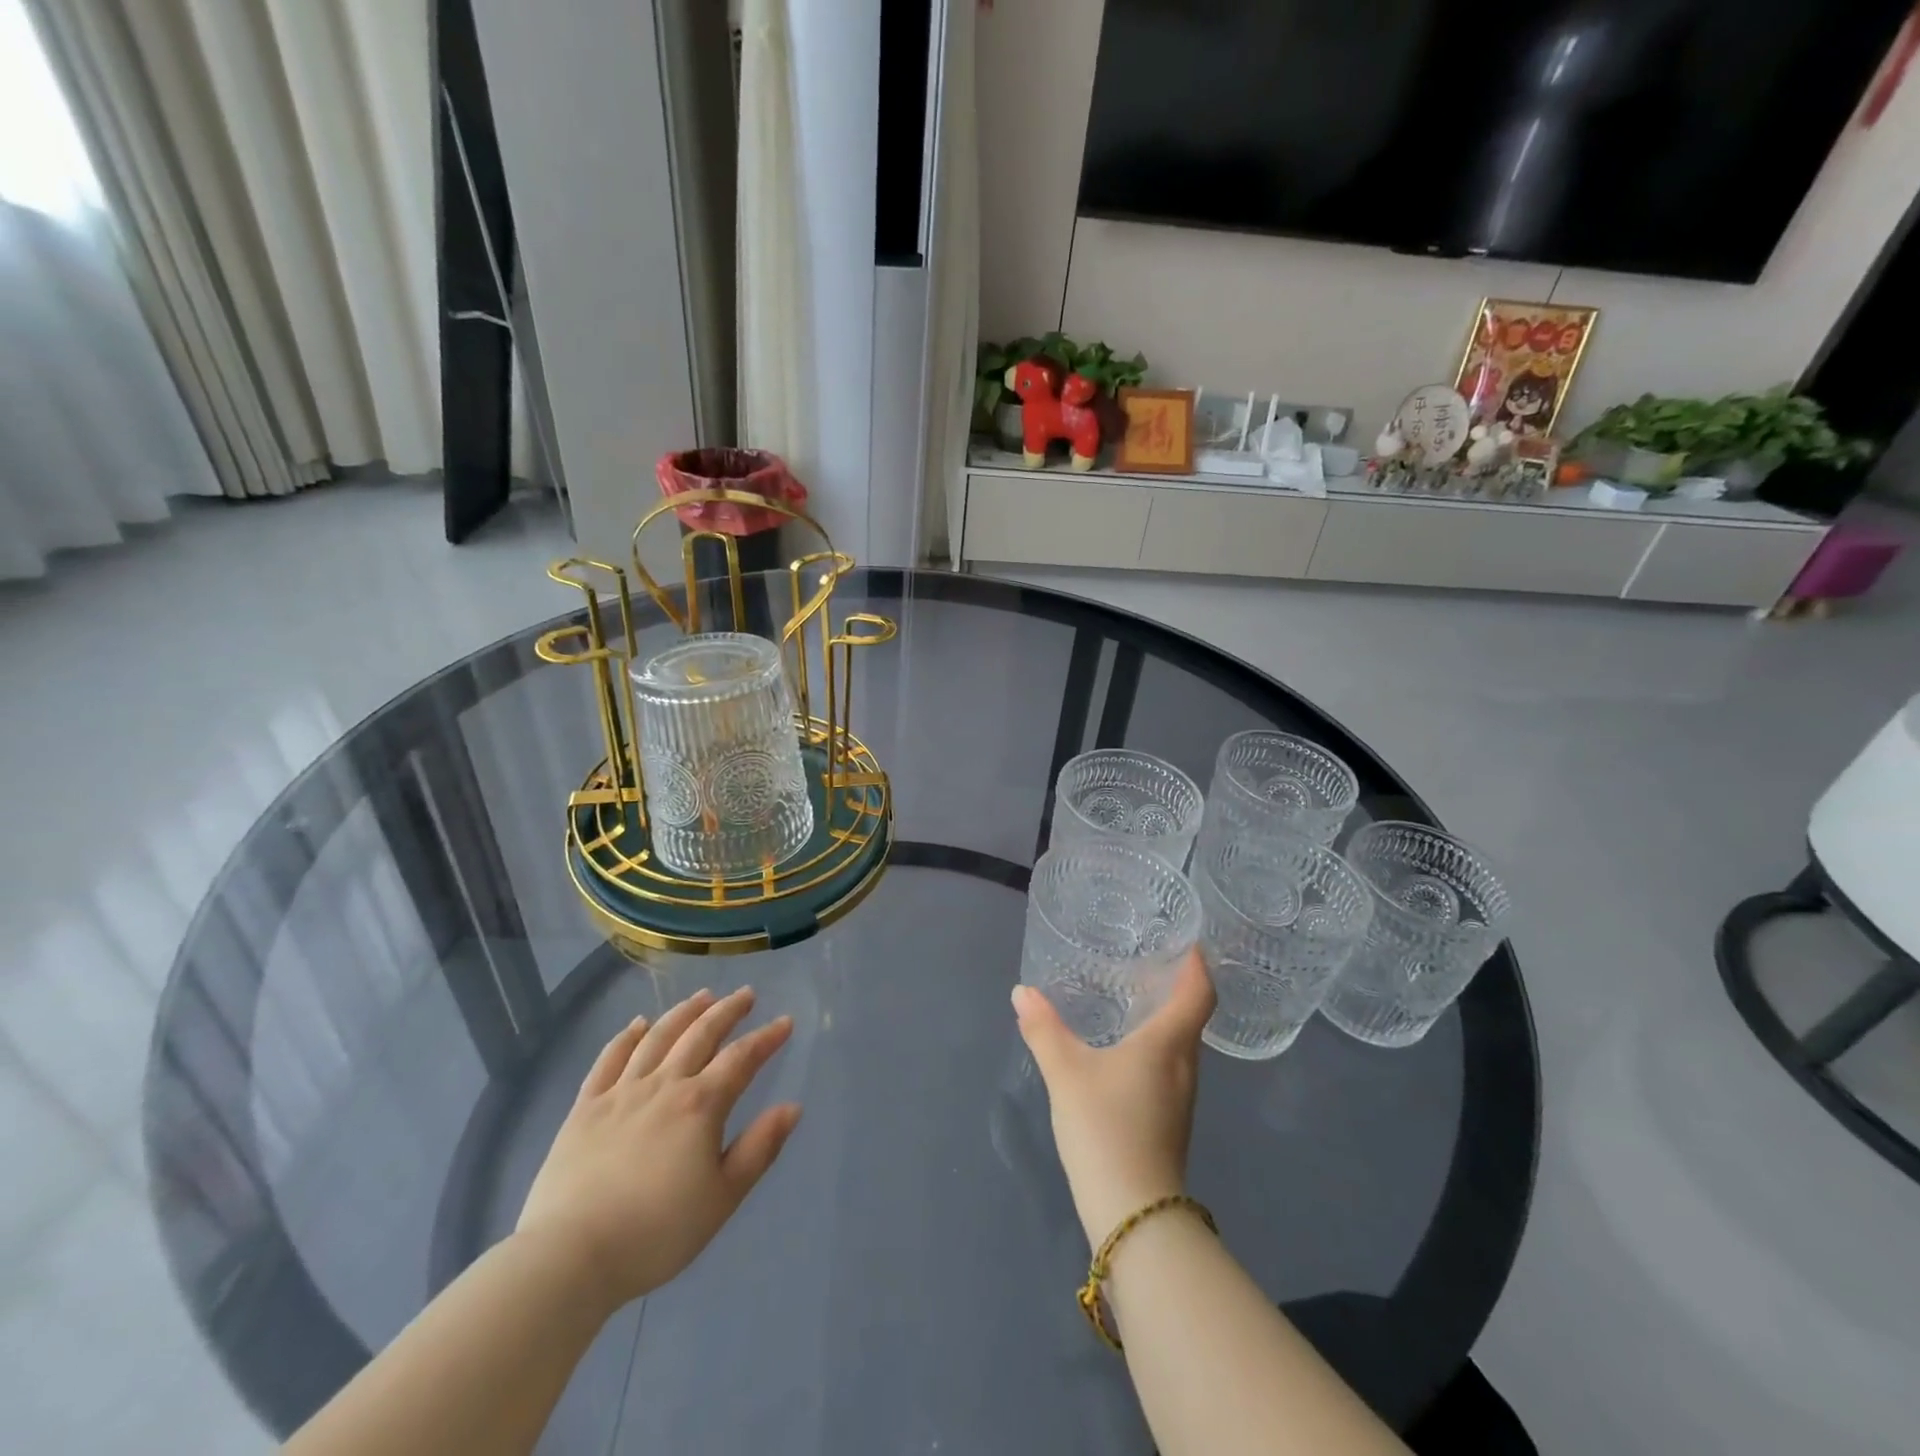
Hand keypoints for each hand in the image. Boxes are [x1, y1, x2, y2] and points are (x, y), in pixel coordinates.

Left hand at [515, 988, 801, 1313]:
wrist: (570, 1256)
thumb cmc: (656, 1232)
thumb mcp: (722, 1198)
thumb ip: (759, 1148)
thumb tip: (792, 1107)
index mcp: (700, 1105)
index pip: (741, 1058)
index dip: (766, 1037)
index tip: (785, 1021)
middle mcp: (664, 1085)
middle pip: (700, 1035)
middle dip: (727, 1011)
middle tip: (745, 994)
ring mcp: (621, 1092)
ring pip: (658, 1037)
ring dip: (683, 1013)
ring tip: (702, 996)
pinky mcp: (585, 1108)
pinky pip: (609, 1059)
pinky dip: (626, 1037)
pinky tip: (638, 1024)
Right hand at [1012, 950, 1213, 1246]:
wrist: (1133, 1213)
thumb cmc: (1106, 1128)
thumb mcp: (1066, 1073)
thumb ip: (1044, 1029)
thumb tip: (1022, 991)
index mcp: (1169, 1043)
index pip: (1199, 992)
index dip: (1197, 963)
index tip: (1186, 938)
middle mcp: (1184, 1064)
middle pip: (1191, 1014)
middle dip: (1175, 983)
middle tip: (1145, 957)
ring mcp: (1180, 1096)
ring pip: (1179, 1041)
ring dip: (1163, 1014)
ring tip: (1131, 993)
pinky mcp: (1169, 1118)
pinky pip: (1168, 1064)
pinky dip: (1153, 1042)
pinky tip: (1124, 1045)